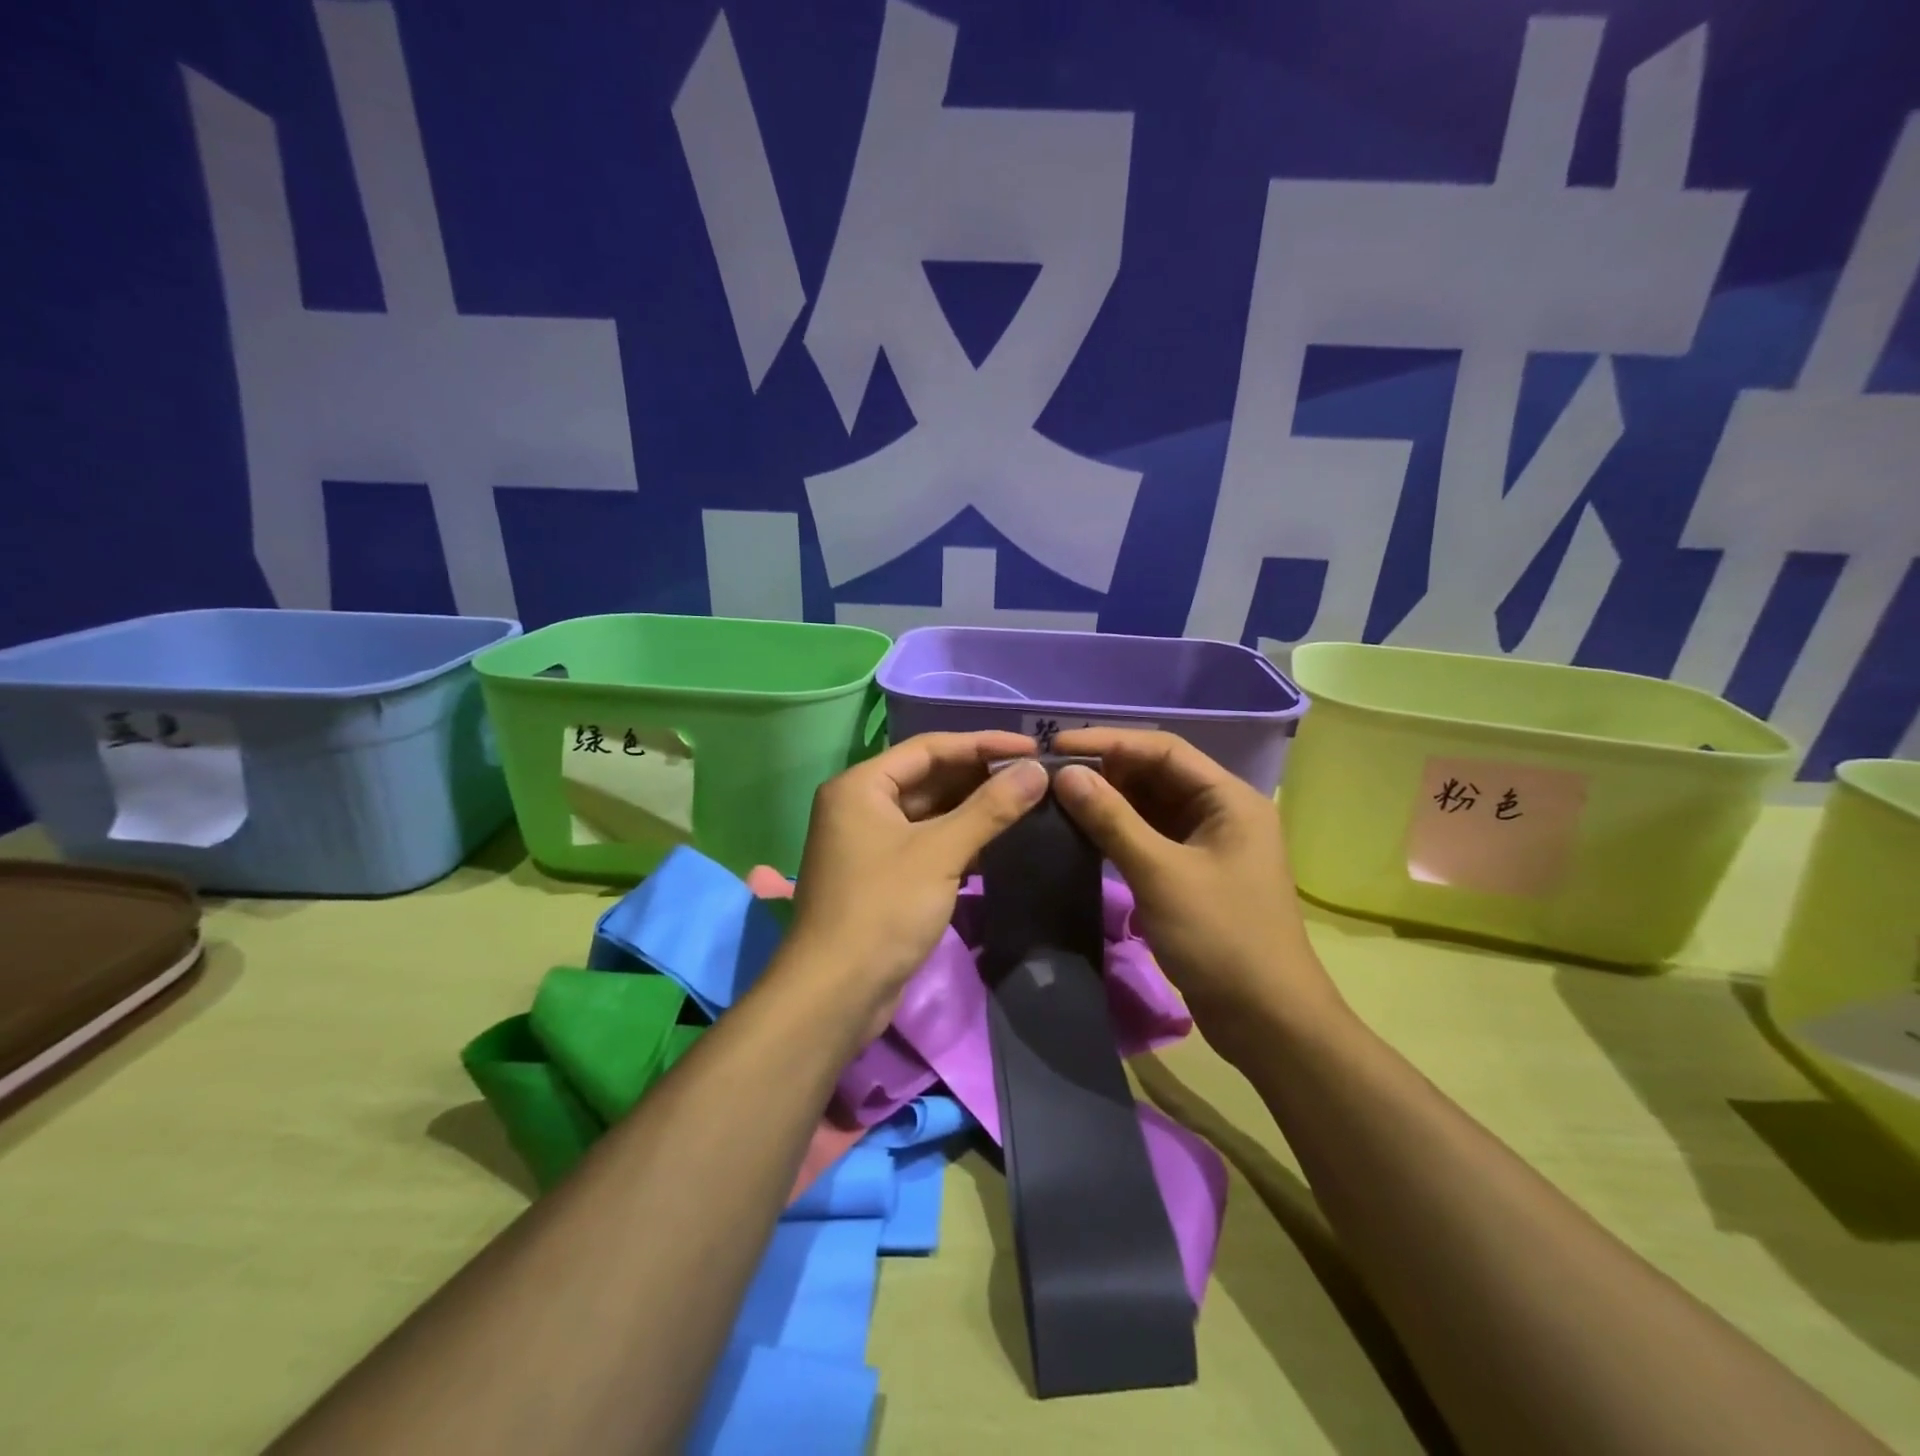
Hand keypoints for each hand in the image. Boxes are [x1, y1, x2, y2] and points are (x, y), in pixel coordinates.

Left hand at [786, 732, 1048, 1031]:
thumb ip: (990, 808)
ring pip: (930, 813)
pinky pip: (926, 843)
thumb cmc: (884, 909)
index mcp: (861, 786)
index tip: (1031, 748)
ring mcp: (870, 843)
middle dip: (980, 777)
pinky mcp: (882, 876)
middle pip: (929, 778)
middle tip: (1035, 776)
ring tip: (1027, 803)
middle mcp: (860, 806)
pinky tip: (999, 841)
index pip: (930, 748)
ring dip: (974, 809)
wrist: (836, 993)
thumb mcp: (940, 853)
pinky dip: (960, 839)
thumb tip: (1037, 770)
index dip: (982, 744)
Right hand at [1050, 728, 1342, 1055]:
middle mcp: (1221, 812)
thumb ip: (1112, 820)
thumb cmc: (1221, 938)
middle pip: (1157, 774)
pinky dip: (1118, 831)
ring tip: (1057, 796)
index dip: (1108, 742)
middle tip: (1050, 773)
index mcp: (1229, 799)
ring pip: (1150, 806)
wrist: (1267, 1022)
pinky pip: (1150, 837)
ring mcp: (1207, 844)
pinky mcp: (1193, 873)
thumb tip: (1065, 774)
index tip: (1056, 745)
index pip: (1163, 750)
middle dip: (1106, 769)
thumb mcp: (1161, 874)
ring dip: (1109, 800)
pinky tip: (1081, 831)